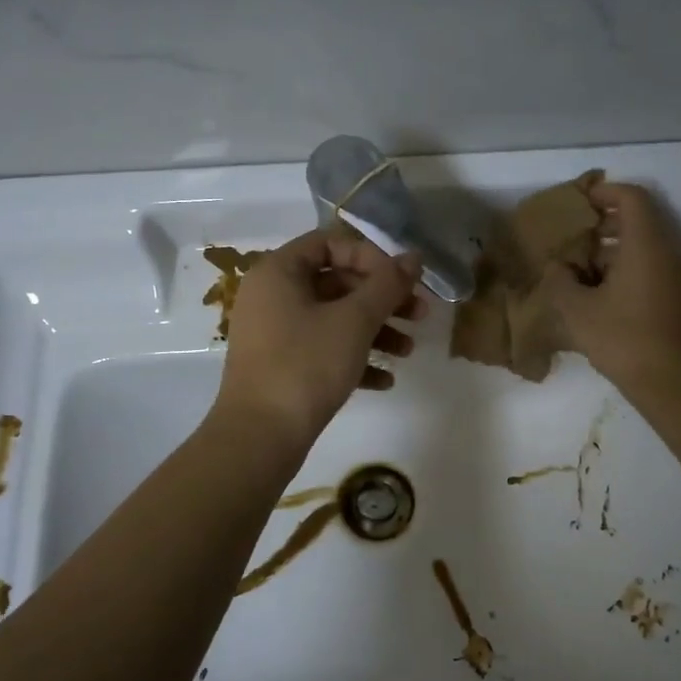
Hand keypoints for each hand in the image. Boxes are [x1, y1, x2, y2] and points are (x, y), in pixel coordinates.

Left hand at [214, 227, 426, 447]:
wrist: (260, 437)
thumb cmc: (306, 365)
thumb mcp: (354, 321)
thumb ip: (387, 284)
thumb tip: (413, 257)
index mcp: (279, 271)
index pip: (330, 243)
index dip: (370, 257)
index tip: (401, 280)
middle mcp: (272, 295)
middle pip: (336, 282)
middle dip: (381, 299)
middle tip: (420, 315)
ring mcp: (274, 333)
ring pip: (333, 319)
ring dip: (375, 331)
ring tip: (408, 352)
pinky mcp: (280, 366)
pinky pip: (322, 350)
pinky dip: (354, 358)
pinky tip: (385, 380)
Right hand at [539, 180, 680, 399]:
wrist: (674, 383)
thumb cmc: (624, 338)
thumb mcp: (577, 310)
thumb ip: (560, 281)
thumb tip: (558, 268)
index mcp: (646, 245)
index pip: (632, 198)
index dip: (605, 192)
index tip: (579, 201)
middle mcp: (667, 253)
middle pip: (639, 220)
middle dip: (604, 222)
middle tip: (573, 235)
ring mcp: (676, 277)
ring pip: (644, 247)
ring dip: (612, 249)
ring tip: (578, 268)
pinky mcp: (677, 299)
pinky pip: (650, 268)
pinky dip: (624, 268)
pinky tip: (598, 294)